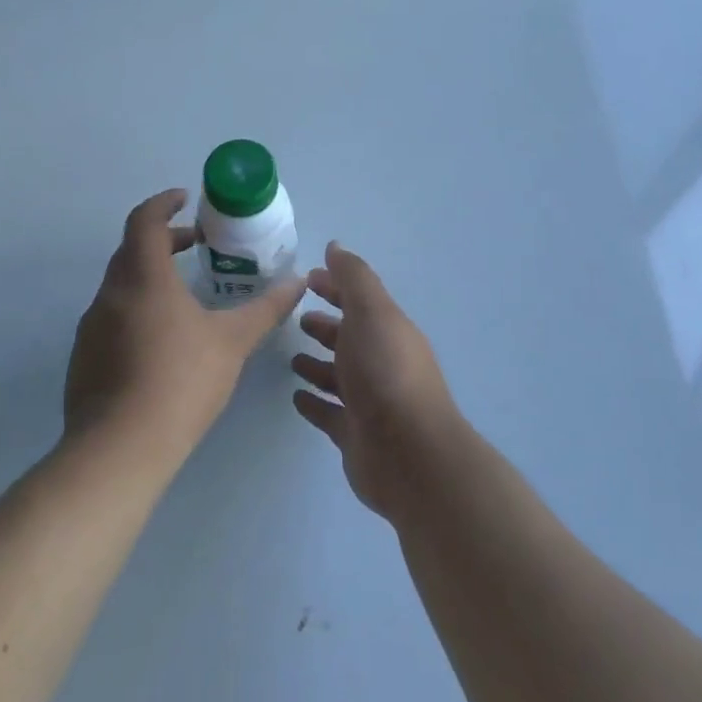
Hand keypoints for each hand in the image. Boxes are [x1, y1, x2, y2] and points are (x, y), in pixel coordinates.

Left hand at [65, 190, 303, 463]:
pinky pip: (111, 317)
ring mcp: (91, 326)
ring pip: (120, 285)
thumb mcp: (232, 342)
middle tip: (196, 245)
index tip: (184, 200)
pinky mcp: (83, 358)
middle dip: (163, 240)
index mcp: (143, 277)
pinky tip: (159, 342)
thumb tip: (297, 283)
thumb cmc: (180, 381)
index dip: (163, 203)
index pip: (144, 220)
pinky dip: (135, 309)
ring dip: (149, 276)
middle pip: (132, 249)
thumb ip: (266, 309)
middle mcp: (110, 293)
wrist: (119, 450)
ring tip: (183, 295)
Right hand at [290, 243, 465, 519]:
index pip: (359, 300)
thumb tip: (335, 246)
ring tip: (291, 357)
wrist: (409, 454)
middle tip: (297, 317)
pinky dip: (314, 402)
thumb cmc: (386, 372)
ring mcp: (369, 401)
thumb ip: (353, 278)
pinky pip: (329, 413)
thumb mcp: (371, 312)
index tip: (307, 279)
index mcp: (387, 330)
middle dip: (326, 325)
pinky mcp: (355, 435)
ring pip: (339, 376)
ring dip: (318, 363)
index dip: (335, 286)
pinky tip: (295, 397)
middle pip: (349, 337)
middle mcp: (381, 362)